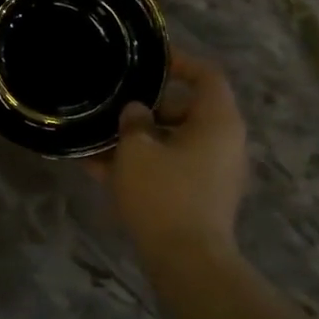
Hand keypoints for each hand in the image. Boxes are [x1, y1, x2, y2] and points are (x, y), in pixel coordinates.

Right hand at [92, 51, 249, 257]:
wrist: (186, 260)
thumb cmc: (164, 194)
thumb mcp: (137, 150)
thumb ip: (133, 122)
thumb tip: (136, 112)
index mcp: (218, 122)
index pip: (206, 76)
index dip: (179, 62)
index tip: (149, 59)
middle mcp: (223, 142)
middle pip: (186, 110)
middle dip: (146, 107)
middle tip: (113, 105)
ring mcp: (213, 172)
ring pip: (172, 142)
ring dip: (137, 139)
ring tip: (96, 139)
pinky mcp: (200, 197)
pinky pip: (169, 168)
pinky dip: (141, 165)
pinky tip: (99, 169)